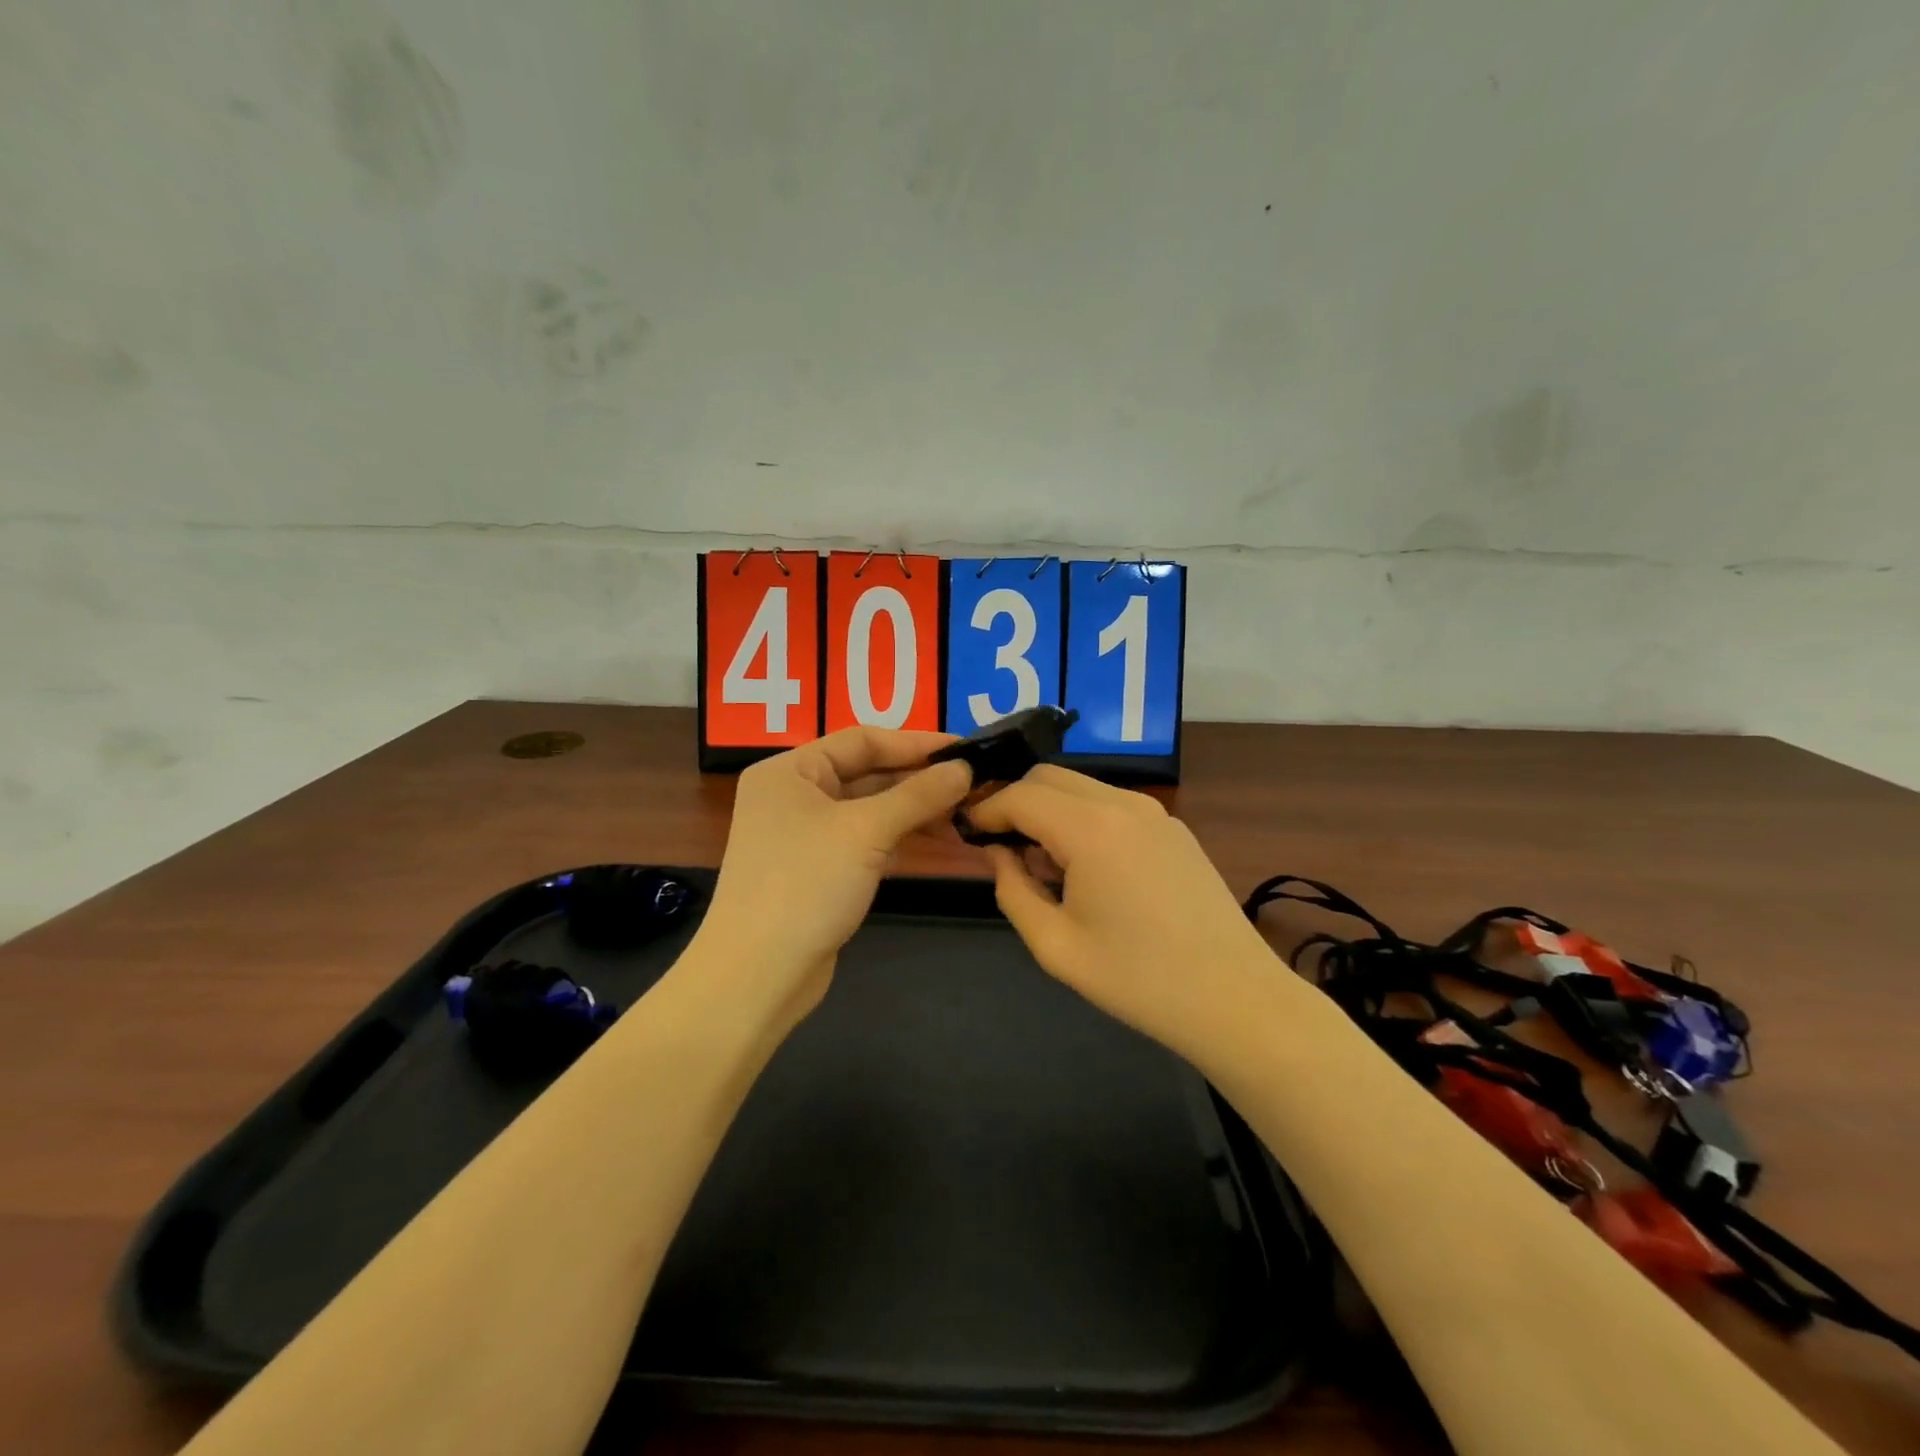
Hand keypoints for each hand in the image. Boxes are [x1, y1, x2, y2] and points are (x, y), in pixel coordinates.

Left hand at [693, 727, 972, 1024]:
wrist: (758, 976)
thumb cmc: (805, 885)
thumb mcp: (865, 831)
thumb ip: (917, 795)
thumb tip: (965, 769)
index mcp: (790, 770)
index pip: (862, 740)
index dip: (916, 742)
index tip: (966, 750)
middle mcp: (795, 795)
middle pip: (868, 773)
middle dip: (920, 780)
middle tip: (975, 784)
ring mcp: (806, 835)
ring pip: (871, 810)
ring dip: (916, 810)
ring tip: (967, 815)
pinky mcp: (820, 870)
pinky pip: (868, 840)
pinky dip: (902, 838)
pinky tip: (942, 840)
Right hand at [966, 766, 1280, 1057]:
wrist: (1234, 999)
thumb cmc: (1137, 979)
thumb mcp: (1055, 945)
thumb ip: (1012, 890)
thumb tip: (998, 853)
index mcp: (1091, 828)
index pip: (1020, 794)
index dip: (986, 809)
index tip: (966, 833)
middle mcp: (1124, 803)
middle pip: (1050, 777)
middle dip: (1016, 801)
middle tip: (999, 846)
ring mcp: (1156, 813)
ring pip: (1082, 787)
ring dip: (1051, 810)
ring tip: (1043, 864)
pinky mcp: (1175, 829)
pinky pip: (1113, 805)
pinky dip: (1084, 819)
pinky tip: (1087, 868)